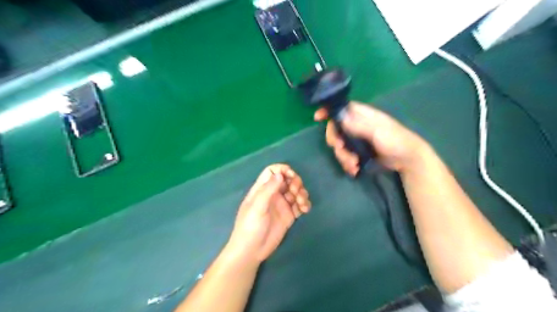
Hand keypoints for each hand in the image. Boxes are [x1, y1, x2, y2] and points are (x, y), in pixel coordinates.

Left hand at [227, 165, 312, 261]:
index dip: (282, 170)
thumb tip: (280, 174)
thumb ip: (268, 189)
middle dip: (295, 182)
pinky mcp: (289, 215)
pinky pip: (299, 205)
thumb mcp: (257, 207)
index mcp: (262, 189)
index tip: (291, 176)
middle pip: (287, 180)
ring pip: (295, 192)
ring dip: (302, 193)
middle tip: (296, 192)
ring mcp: (281, 205)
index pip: (272, 171)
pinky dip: (304, 204)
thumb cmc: (250, 226)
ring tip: (301, 203)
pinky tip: (305, 209)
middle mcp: (273, 194)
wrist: (252, 251)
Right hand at [315, 103, 427, 174]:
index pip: (341, 108)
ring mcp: (356, 140)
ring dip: (343, 157)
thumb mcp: (378, 131)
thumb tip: (339, 117)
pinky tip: (355, 169)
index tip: (317, 118)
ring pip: (339, 146)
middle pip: (335, 129)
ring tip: (354, 165)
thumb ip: (359, 125)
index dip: (328, 111)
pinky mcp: (357, 152)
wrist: (407, 159)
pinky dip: (347, 164)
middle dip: (335, 142)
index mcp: (362, 115)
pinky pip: (345, 156)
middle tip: (341, 149)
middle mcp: (356, 126)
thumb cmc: (396, 140)